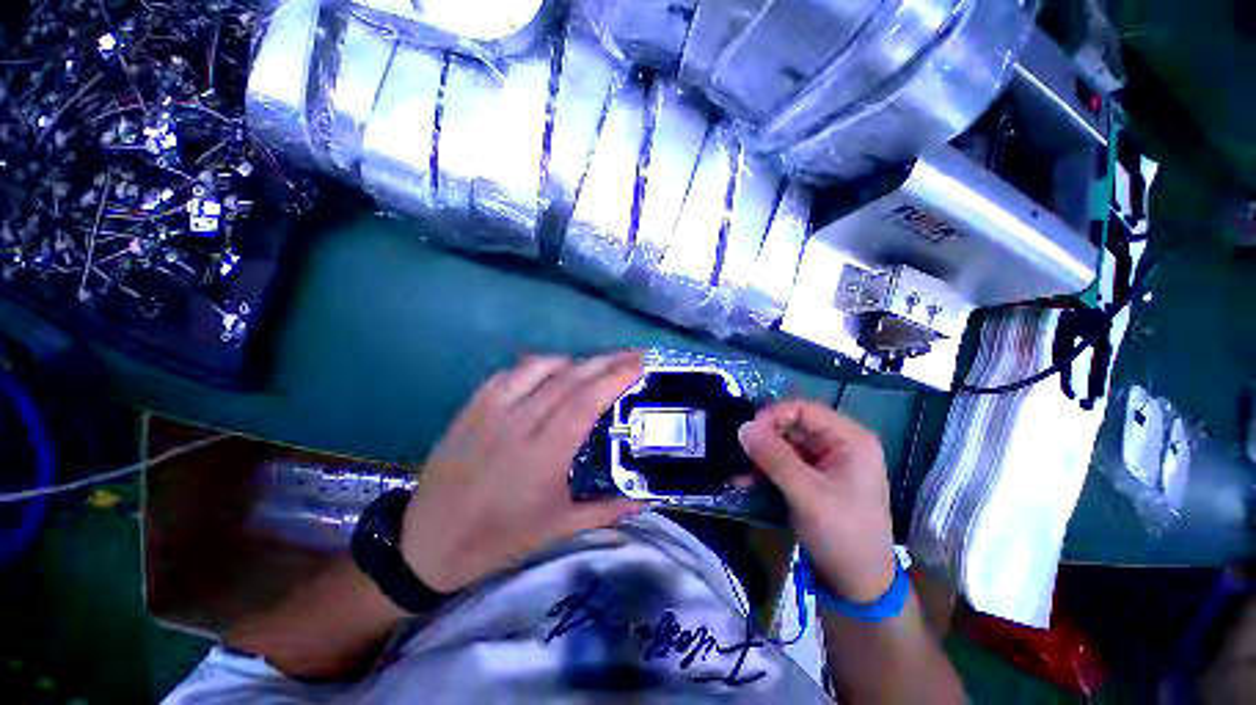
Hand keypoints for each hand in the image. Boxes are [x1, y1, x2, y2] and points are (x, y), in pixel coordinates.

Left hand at [399, 352, 645, 592]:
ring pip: (541, 367)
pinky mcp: (473, 406)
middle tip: (632, 354)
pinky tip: (553, 370)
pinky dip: (540, 364)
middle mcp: (520, 423)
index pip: (586, 401)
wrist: (426, 543)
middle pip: (570, 378)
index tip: (639, 364)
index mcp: (544, 454)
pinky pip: (512, 372)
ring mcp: (492, 410)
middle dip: (606, 361)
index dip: (615, 377)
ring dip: (575, 360)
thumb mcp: (558, 529)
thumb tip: (647, 497)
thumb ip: (607, 509)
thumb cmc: (498, 539)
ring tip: (597, 364)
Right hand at [739, 401, 896, 602]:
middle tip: (738, 452)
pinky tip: (746, 480)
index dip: (773, 416)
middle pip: (792, 425)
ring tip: (738, 471)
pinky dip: (764, 468)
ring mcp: (825, 460)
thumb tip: (742, 427)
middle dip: (763, 439)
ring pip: (784, 443)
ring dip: (760, 456)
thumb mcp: (807, 494)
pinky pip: (783, 461)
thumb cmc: (842, 535)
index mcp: (850, 439)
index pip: (804, 410)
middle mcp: (839, 443)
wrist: (858, 586)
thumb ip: (774, 457)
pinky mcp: (813, 476)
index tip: (747, 433)